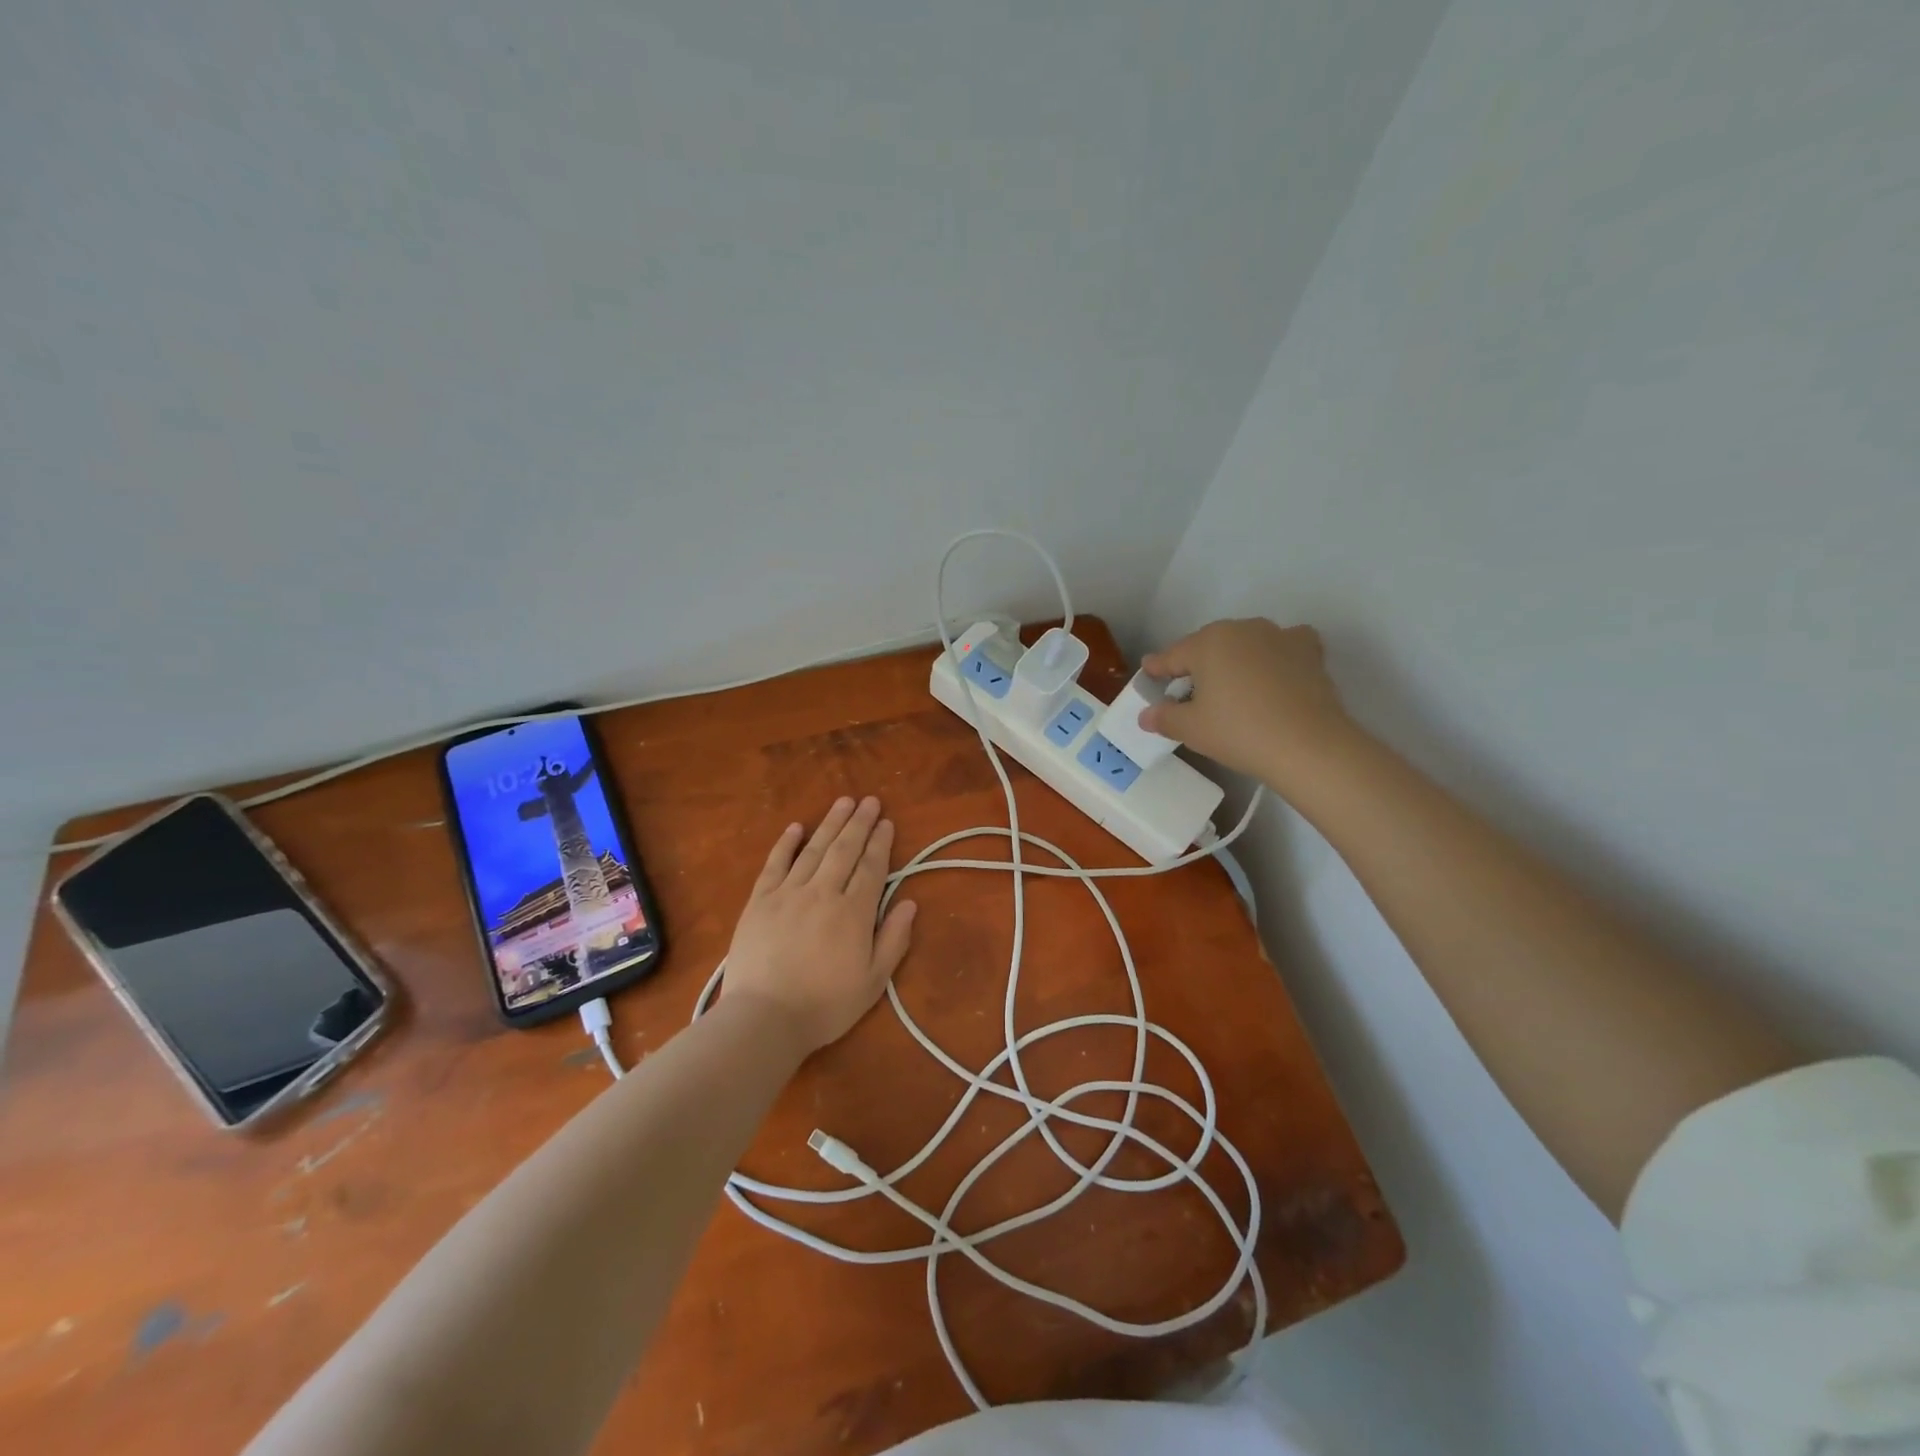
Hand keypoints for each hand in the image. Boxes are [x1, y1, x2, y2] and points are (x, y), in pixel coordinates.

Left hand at [721, 796, 916, 1055]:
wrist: (764, 1018)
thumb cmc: (825, 1005)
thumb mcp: (873, 982)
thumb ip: (893, 940)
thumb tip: (909, 903)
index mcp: (853, 912)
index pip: (871, 867)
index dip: (880, 843)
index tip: (887, 822)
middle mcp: (823, 892)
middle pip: (844, 850)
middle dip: (859, 823)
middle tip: (869, 800)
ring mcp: (788, 893)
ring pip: (814, 849)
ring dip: (830, 824)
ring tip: (843, 802)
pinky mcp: (759, 901)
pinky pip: (775, 864)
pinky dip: (786, 843)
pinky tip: (796, 827)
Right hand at [1139, 619, 1353, 788]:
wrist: (1308, 745)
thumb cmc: (1239, 732)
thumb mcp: (1191, 729)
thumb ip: (1164, 717)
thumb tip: (1146, 715)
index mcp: (1207, 642)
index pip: (1172, 655)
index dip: (1157, 668)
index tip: (1148, 674)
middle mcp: (1241, 629)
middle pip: (1208, 645)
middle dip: (1196, 663)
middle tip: (1188, 689)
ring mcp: (1278, 636)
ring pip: (1245, 643)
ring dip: (1234, 658)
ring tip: (1232, 684)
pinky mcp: (1309, 650)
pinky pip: (1283, 645)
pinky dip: (1274, 655)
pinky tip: (1273, 672)